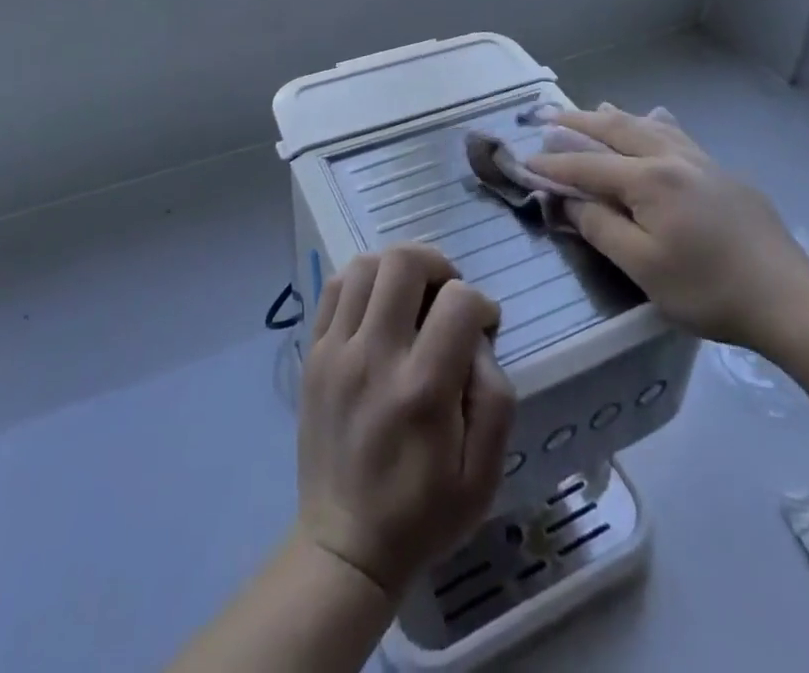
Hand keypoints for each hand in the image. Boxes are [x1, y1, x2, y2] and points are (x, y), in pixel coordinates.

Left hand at [298, 242, 515, 599]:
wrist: (344, 547)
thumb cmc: (423, 513)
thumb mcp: (483, 474)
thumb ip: (496, 398)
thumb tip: (479, 339)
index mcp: (422, 389)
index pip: (458, 301)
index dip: (481, 305)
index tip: (483, 329)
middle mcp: (374, 357)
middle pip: (404, 262)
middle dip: (438, 265)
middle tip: (447, 296)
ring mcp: (335, 351)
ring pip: (365, 264)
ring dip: (397, 268)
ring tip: (412, 296)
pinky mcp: (313, 354)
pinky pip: (334, 287)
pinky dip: (362, 281)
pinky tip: (377, 307)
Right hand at [530, 105, 808, 353]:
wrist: (787, 298)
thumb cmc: (708, 288)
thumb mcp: (643, 267)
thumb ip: (601, 227)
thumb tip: (570, 200)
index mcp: (649, 179)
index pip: (588, 167)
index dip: (554, 166)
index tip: (525, 161)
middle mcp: (671, 158)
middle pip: (616, 131)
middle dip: (578, 124)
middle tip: (548, 116)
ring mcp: (701, 161)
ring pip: (648, 126)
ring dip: (614, 117)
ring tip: (593, 108)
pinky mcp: (722, 173)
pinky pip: (677, 135)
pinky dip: (654, 123)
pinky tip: (657, 119)